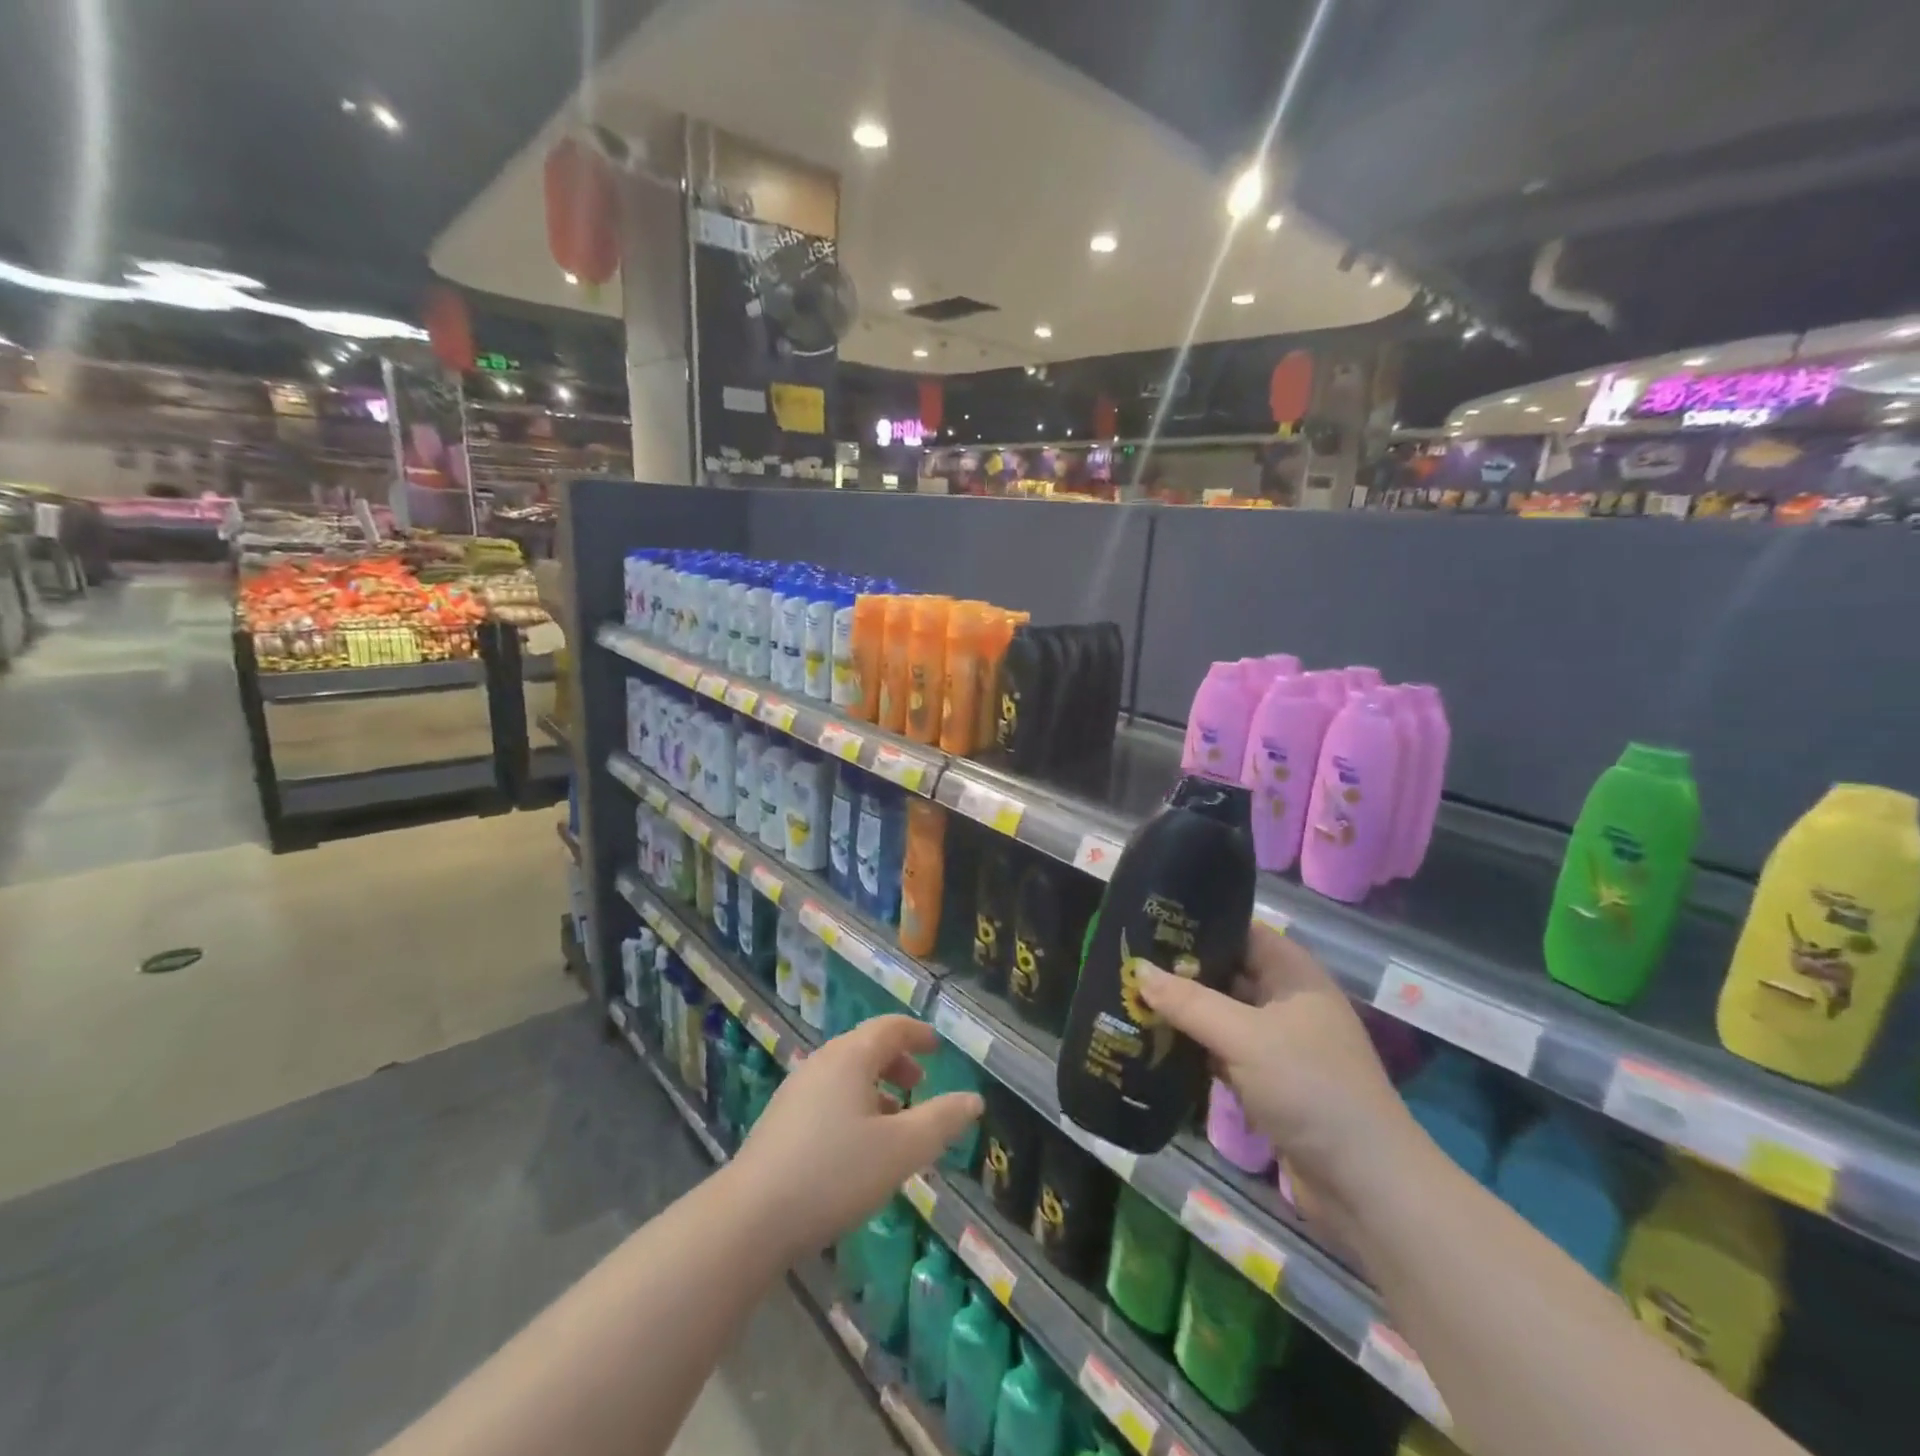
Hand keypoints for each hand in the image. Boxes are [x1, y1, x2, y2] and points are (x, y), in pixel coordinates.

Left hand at [733, 1015, 982, 1260]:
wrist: (749, 1218)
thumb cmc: (834, 1174)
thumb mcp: (901, 1150)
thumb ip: (941, 1121)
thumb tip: (974, 1100)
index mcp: (850, 1057)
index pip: (890, 1028)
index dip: (918, 1034)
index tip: (938, 1048)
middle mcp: (822, 1062)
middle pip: (866, 1047)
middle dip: (898, 1062)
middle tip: (921, 1087)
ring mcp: (796, 1090)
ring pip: (846, 1074)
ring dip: (876, 1087)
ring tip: (896, 1121)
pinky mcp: (781, 1120)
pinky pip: (829, 1096)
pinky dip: (854, 1104)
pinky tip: (858, 1146)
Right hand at [1135, 923, 1419, 1212]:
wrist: (1365, 1186)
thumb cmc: (1310, 1088)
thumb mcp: (1245, 1037)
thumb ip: (1189, 1002)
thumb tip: (1138, 970)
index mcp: (1293, 975)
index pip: (1242, 932)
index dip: (1200, 923)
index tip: (1151, 920)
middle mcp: (1286, 1003)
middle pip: (1227, 973)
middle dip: (1181, 970)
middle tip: (1128, 960)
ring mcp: (1278, 1045)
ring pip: (1220, 1016)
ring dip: (1183, 1012)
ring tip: (1129, 996)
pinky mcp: (1268, 1083)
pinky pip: (1222, 1053)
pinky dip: (1193, 1048)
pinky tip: (1153, 1042)